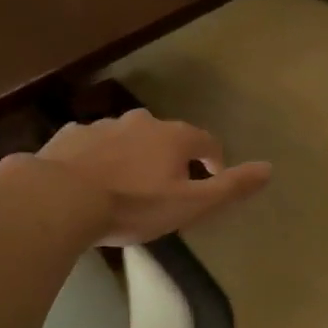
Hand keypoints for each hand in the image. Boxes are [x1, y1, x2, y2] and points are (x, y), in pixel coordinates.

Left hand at [26, 109, 271, 245]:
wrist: (58, 198)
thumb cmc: (133, 205)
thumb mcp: (190, 204)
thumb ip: (230, 187)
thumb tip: (269, 168)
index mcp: (174, 137)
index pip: (207, 141)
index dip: (214, 160)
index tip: (212, 179)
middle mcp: (141, 122)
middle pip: (166, 136)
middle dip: (171, 157)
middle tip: (167, 186)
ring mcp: (102, 126)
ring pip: (128, 137)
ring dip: (134, 155)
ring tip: (127, 185)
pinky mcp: (69, 136)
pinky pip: (92, 144)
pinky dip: (98, 157)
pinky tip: (89, 179)